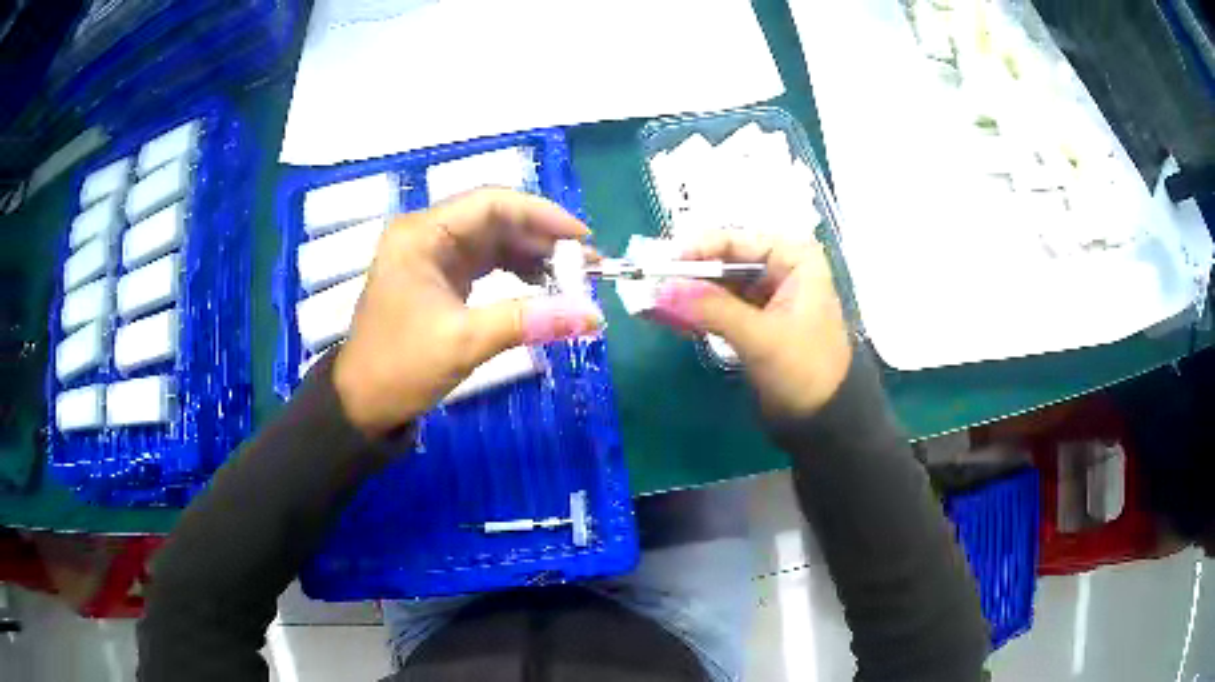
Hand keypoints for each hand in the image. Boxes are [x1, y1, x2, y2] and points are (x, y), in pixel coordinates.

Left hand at [334, 188, 603, 436]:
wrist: (362, 404)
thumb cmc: (402, 367)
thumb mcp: (466, 342)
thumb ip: (530, 320)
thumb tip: (594, 316)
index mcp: (422, 234)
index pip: (492, 203)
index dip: (542, 215)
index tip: (583, 239)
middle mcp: (426, 234)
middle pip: (495, 219)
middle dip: (543, 237)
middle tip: (587, 264)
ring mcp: (431, 255)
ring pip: (492, 240)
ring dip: (532, 254)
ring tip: (573, 277)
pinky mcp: (437, 277)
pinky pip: (484, 262)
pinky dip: (514, 271)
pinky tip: (542, 285)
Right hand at [648, 230, 851, 421]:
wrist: (823, 419)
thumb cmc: (805, 370)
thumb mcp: (761, 337)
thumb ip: (712, 309)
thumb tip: (659, 289)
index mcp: (794, 258)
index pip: (735, 240)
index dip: (696, 251)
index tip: (659, 268)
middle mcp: (780, 267)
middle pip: (723, 260)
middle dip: (687, 275)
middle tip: (648, 288)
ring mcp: (767, 294)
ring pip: (718, 284)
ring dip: (687, 295)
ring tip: (651, 305)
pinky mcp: (755, 319)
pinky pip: (719, 306)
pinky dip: (696, 312)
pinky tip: (669, 319)